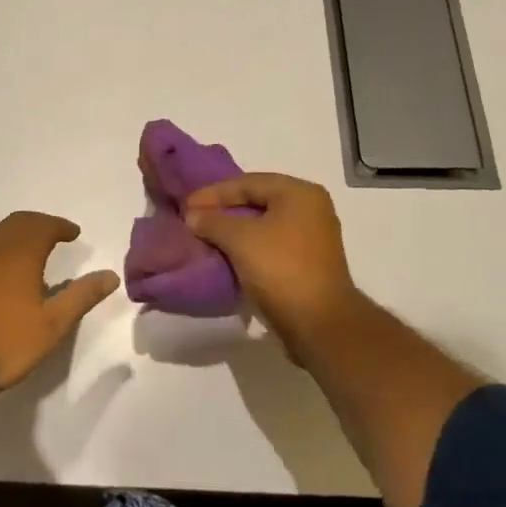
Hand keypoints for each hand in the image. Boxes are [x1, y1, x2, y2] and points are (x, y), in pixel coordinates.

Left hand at [0, 212, 119, 392]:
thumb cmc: (3, 343)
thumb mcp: (52, 325)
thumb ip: (81, 297)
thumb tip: (110, 275)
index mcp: (18, 252)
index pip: (43, 225)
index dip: (60, 226)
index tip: (73, 233)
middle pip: (16, 224)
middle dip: (37, 225)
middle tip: (53, 235)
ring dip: (13, 236)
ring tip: (27, 253)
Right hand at [184, 174, 359, 346]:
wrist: (319, 324)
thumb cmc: (281, 269)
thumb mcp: (240, 239)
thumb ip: (212, 221)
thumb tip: (192, 216)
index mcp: (300, 193)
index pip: (248, 182)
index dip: (213, 193)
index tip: (186, 205)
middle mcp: (310, 208)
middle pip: (257, 200)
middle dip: (223, 210)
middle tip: (193, 218)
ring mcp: (312, 237)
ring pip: (263, 224)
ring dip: (234, 230)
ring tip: (205, 235)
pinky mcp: (308, 262)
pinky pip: (270, 244)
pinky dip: (247, 246)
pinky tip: (226, 254)